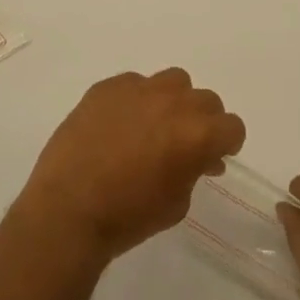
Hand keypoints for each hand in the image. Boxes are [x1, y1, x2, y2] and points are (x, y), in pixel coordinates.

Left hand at [18, 69, 244, 266]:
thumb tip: (199, 158)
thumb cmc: (127, 218)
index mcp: (197, 135)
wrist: (67, 211)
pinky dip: (135, 101)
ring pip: (173, 81)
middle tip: (184, 143)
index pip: (232, 126)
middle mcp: (174, 102)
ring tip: (153, 126)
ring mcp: (139, 89)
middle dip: (202, 121)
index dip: (226, 142)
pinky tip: (118, 126)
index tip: (214, 156)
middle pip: (206, 100)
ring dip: (173, 101)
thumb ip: (194, 171)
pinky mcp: (108, 86)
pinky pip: (134, 84)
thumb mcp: (176, 204)